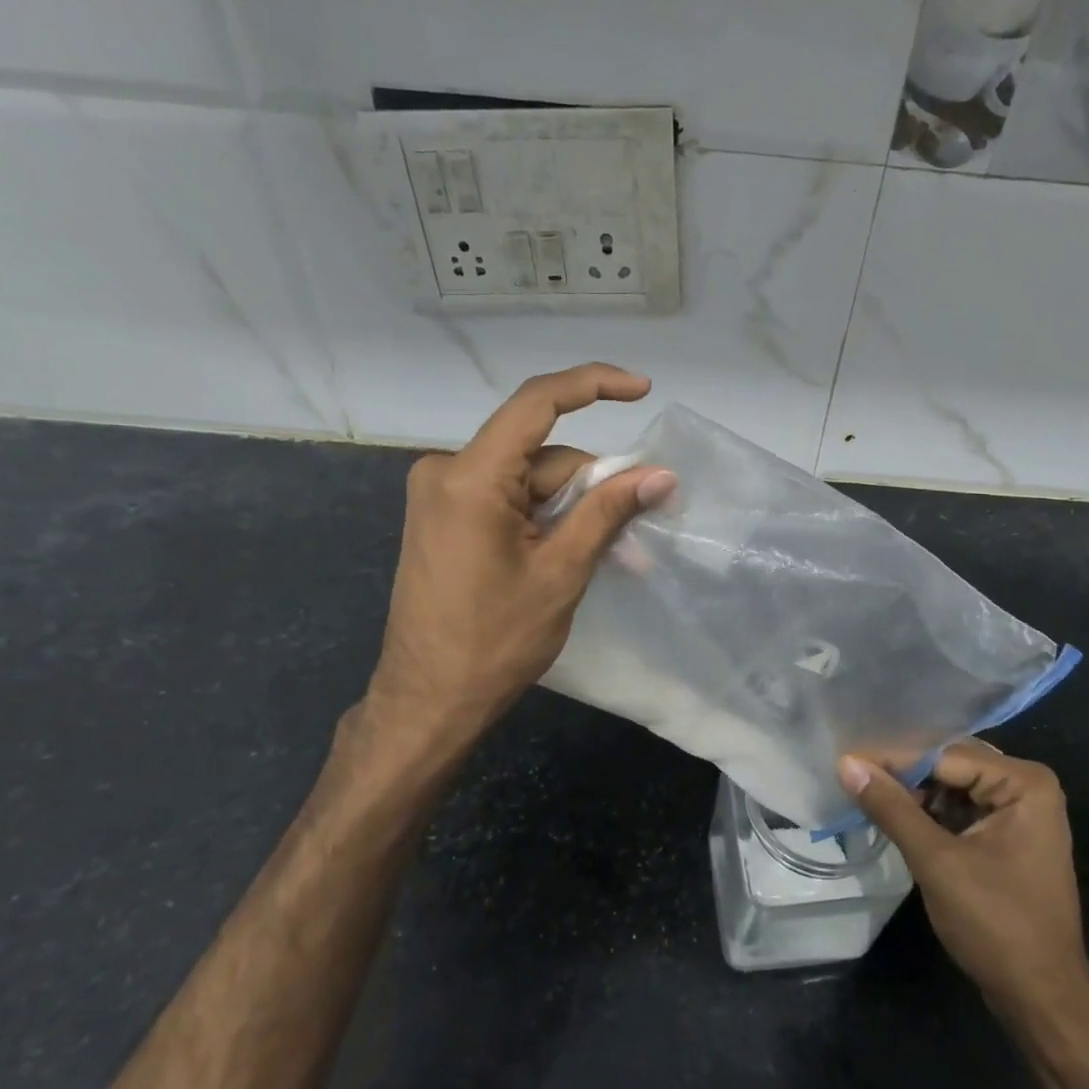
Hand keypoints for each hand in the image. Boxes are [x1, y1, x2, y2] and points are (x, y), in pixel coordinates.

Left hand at [357, 363, 675, 770]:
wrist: (427, 703)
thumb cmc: (493, 642)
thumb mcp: (561, 573)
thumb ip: (608, 512)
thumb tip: (661, 475)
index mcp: (470, 477)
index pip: (537, 403)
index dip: (593, 385)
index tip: (642, 390)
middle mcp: (447, 472)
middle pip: (543, 457)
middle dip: (595, 486)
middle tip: (642, 529)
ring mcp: (442, 497)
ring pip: (530, 482)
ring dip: (574, 512)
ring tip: (617, 557)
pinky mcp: (445, 520)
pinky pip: (509, 502)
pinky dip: (546, 521)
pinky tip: (574, 554)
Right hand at [838, 741, 1088, 1019]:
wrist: (1042, 1002)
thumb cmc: (996, 925)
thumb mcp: (937, 862)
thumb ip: (891, 807)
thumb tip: (846, 763)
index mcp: (1024, 783)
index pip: (945, 755)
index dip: (894, 759)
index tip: (846, 762)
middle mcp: (1027, 787)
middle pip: (950, 765)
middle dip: (903, 773)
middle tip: (851, 773)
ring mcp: (1020, 814)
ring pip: (952, 787)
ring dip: (912, 794)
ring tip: (864, 793)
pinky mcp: (1007, 838)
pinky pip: (960, 810)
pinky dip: (928, 814)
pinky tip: (893, 816)